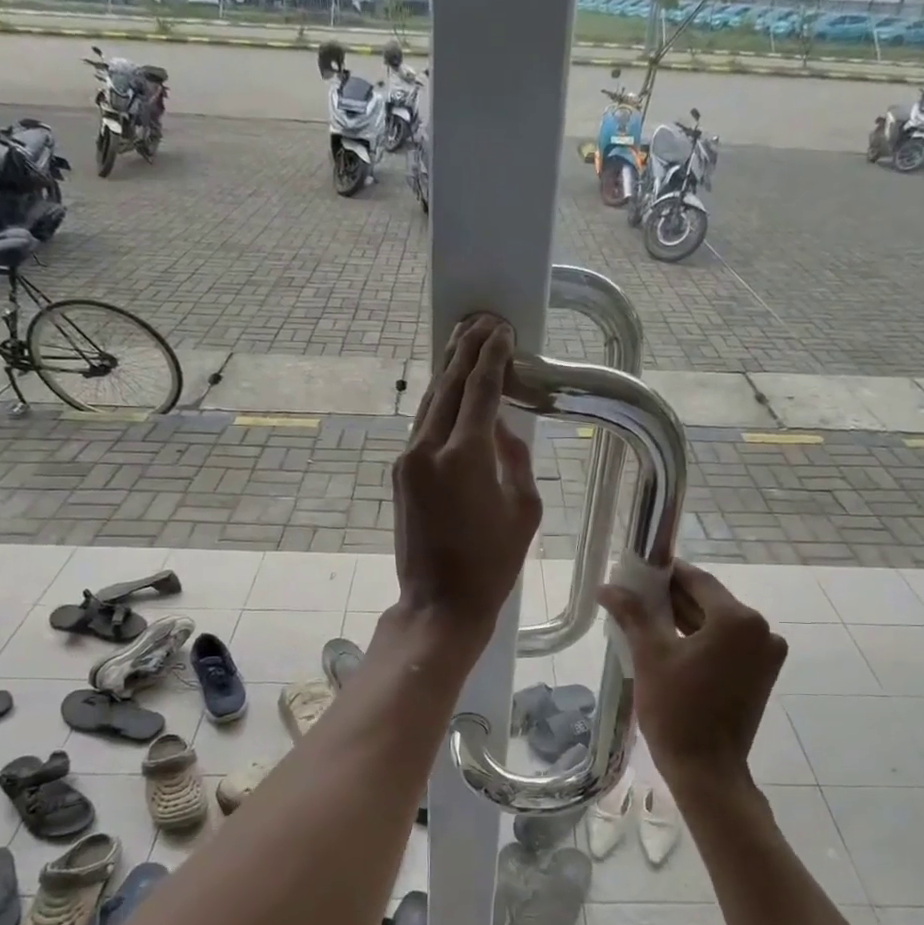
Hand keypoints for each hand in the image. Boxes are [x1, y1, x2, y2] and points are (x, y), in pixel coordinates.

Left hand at [391, 315, 540, 647]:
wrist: (440, 602)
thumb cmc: (493, 563)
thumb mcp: (524, 509)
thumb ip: (515, 458)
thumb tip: (502, 426)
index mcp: (464, 456)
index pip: (479, 390)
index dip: (492, 357)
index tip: (501, 331)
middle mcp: (428, 449)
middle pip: (447, 386)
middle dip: (465, 351)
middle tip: (482, 322)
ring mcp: (407, 461)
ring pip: (429, 404)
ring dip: (447, 372)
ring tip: (463, 342)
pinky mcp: (399, 475)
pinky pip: (422, 428)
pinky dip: (439, 404)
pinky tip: (450, 393)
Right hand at [598, 560, 786, 796]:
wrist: (706, 770)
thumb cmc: (676, 710)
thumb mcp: (649, 655)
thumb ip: (632, 614)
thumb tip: (607, 587)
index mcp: (739, 620)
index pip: (699, 581)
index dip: (667, 573)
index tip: (639, 570)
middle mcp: (761, 631)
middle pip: (710, 602)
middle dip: (673, 598)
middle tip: (636, 595)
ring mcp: (765, 654)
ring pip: (718, 624)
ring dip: (685, 618)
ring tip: (646, 618)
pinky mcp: (760, 674)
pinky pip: (727, 644)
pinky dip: (700, 640)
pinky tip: (669, 641)